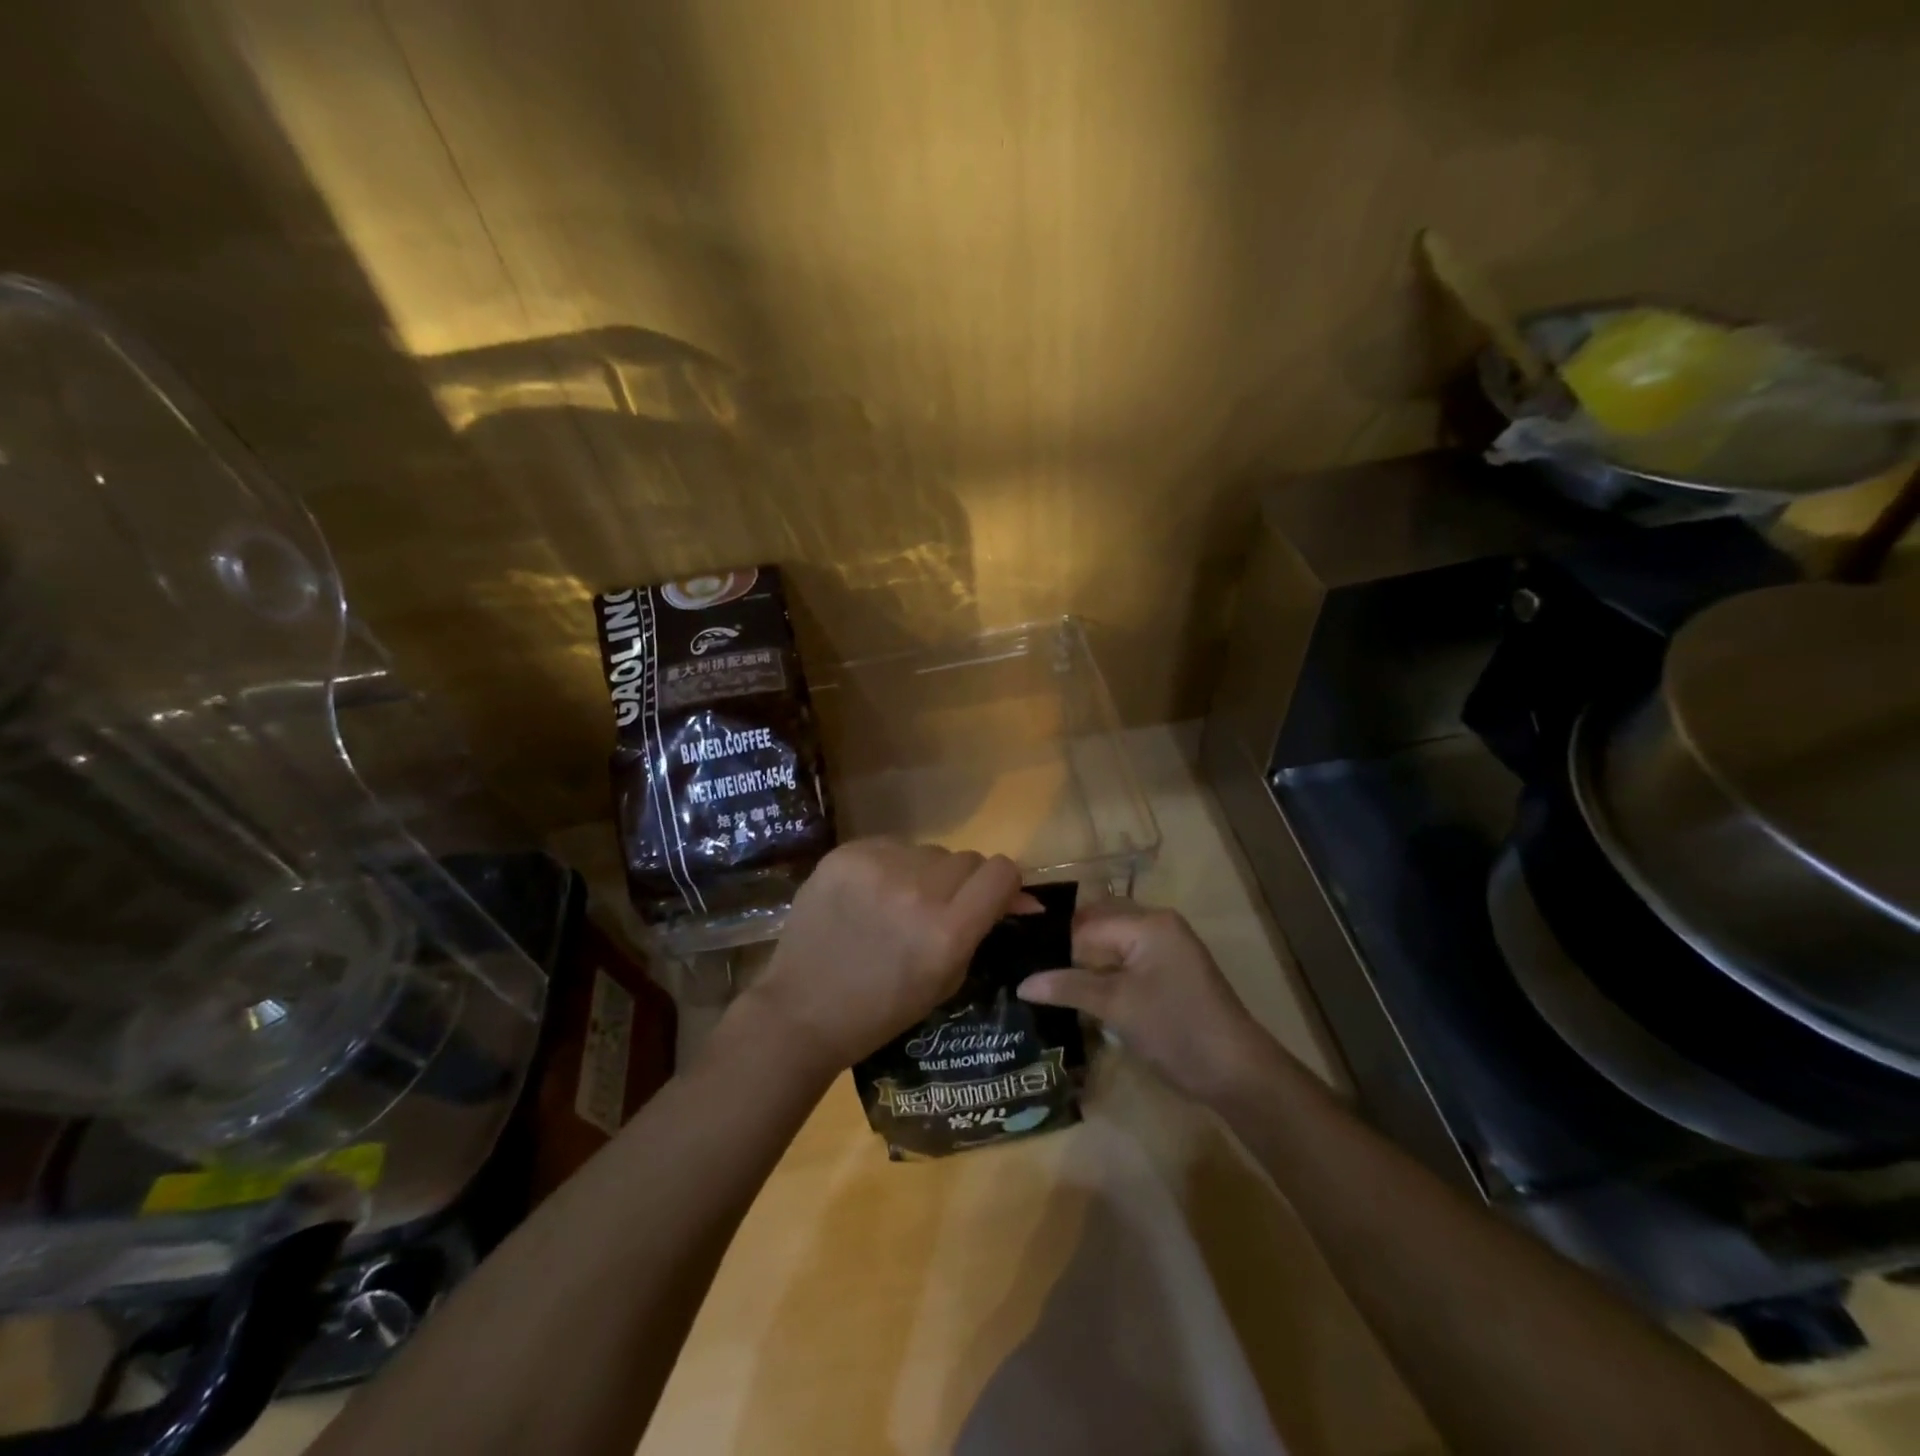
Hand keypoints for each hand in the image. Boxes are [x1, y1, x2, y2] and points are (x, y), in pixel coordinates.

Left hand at [742, 838, 1031, 1071]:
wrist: (802, 1010)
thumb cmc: (882, 1009)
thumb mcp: (946, 978)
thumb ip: (982, 929)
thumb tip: (1021, 896)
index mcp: (947, 931)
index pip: (1001, 872)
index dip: (1003, 884)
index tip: (991, 898)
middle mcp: (918, 891)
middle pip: (967, 858)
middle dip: (962, 882)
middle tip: (937, 908)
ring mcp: (878, 868)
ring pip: (928, 850)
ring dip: (924, 872)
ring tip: (896, 902)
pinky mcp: (845, 855)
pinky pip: (890, 845)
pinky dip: (889, 865)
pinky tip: (868, 894)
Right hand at [1018, 901, 1282, 1106]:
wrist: (1236, 1072)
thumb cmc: (1176, 1029)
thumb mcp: (1117, 1006)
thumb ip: (1069, 987)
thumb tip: (1021, 983)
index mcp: (1148, 923)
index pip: (1086, 923)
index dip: (1054, 943)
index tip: (1019, 959)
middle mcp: (1157, 925)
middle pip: (1098, 926)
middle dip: (1066, 947)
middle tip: (1027, 967)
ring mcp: (1166, 949)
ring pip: (1111, 945)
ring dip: (1083, 962)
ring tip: (1045, 980)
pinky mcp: (1168, 973)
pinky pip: (1125, 961)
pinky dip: (1102, 973)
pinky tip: (1078, 991)